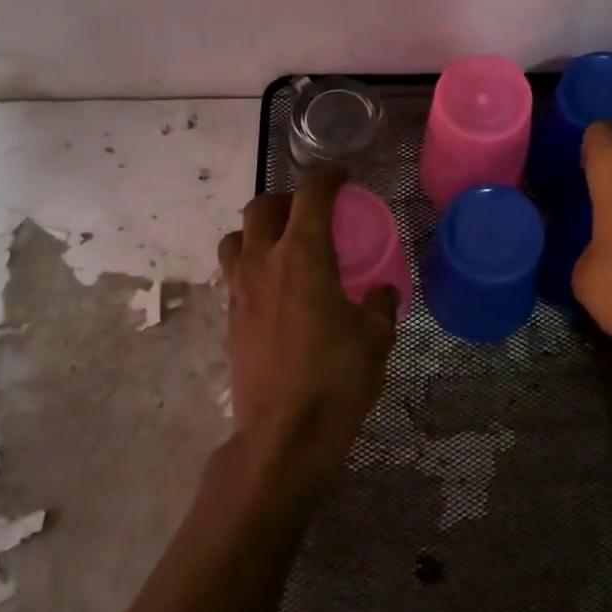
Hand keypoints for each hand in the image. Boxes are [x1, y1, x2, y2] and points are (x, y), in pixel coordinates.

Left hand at [217, 169, 397, 498]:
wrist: (283, 435)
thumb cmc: (336, 378)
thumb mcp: (375, 338)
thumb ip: (379, 305)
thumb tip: (382, 292)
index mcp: (302, 256)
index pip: (310, 197)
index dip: (327, 178)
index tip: (342, 176)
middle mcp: (263, 263)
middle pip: (261, 208)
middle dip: (286, 199)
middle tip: (311, 210)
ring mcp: (240, 292)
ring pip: (235, 238)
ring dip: (258, 229)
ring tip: (283, 244)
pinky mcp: (230, 320)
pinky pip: (234, 273)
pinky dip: (252, 264)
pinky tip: (277, 287)